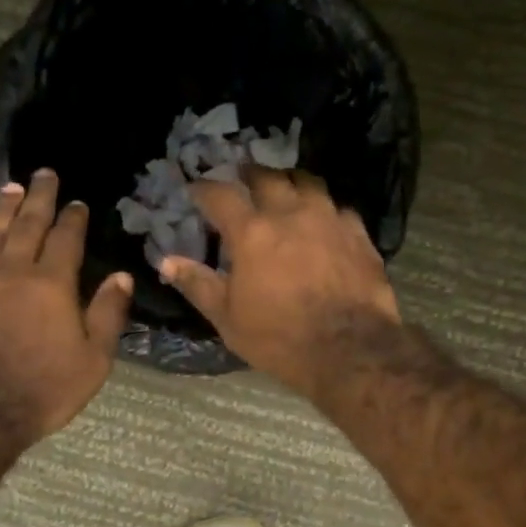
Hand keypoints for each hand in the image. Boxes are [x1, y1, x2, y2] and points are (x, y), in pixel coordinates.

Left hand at [0, 170, 132, 440]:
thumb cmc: (43, 388)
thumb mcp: (93, 359)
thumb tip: (121, 276)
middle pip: (27, 225)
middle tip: (43, 173)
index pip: (65, 240)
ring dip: (6, 209)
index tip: (78, 202)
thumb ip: (107, 314)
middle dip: (38, 197)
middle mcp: (14, 273)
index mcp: (52, 284)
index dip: (73, 219)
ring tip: (11, 187)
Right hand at [158, 167, 400, 397]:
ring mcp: (329, 219)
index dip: (204, 188)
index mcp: (252, 232)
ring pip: (308, 182)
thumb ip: (198, 284)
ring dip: (290, 182)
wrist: (350, 351)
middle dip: (249, 174)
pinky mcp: (359, 234)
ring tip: (284, 190)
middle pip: (267, 176)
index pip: (220, 195)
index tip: (196, 190)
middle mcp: (290, 214)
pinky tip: (323, 220)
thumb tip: (166, 261)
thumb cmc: (280, 338)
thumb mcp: (228, 318)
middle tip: (242, 180)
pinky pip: (338, 208)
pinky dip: (324, 208)